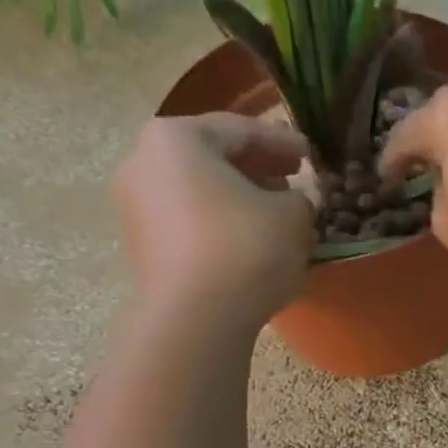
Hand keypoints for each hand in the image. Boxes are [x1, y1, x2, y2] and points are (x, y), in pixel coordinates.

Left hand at [112, 114, 314, 325]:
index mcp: (176, 138)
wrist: (195, 318)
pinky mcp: (142, 246)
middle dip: (258, 167)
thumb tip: (296, 200)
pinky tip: (253, 239)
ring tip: (278, 211)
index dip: (282, 140)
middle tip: (294, 178)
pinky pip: (189, 220)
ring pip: (200, 189)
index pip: (239, 129)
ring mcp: (136, 207)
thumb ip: (301, 196)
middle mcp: (144, 163)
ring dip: (240, 196)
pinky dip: (222, 221)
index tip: (311, 154)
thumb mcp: (293, 214)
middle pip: (212, 156)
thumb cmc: (245, 248)